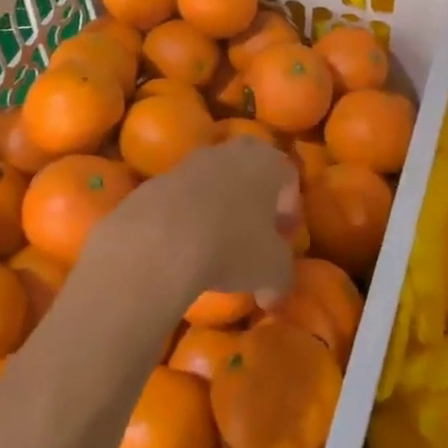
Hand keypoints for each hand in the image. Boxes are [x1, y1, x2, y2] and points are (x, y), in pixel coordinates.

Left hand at [89, 140, 297, 312]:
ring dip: (220, 207)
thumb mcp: (272, 270)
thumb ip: (280, 279)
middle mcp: (231, 152)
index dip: (290, 209)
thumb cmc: (232, 245)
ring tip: (218, 245)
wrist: (160, 239)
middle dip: (255, 200)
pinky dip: (188, 217)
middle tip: (256, 234)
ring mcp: (191, 162)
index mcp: (267, 162)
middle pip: (250, 170)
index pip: (288, 177)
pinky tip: (184, 248)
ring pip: (214, 181)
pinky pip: (183, 198)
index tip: (285, 239)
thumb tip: (272, 295)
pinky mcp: (157, 181)